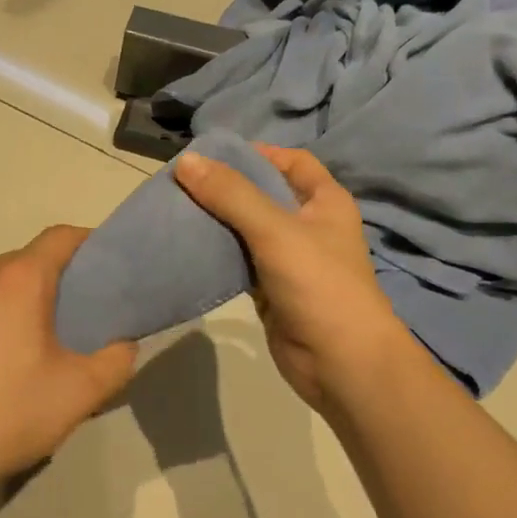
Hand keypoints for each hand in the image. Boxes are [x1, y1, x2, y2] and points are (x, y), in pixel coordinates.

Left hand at [0, 226, 136, 509]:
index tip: (107, 271)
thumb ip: (117, 360)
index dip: (90, 245)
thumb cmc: (8, 415)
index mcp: (18, 280)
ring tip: (30, 340)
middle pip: (27, 260)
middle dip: (55, 279)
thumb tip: (123, 343)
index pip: (61, 237)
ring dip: (17, 298)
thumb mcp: (80, 393)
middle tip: (75, 317)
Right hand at [174, 145, 403, 413]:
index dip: (256, 153)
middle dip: (225, 187)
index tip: (212, 155)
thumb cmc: (319, 285)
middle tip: (181, 183)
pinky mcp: (270, 289)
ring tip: (175, 210)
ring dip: (216, 220)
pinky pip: (238, 260)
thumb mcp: (275, 230)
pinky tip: (186, 246)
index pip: (291, 161)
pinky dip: (215, 252)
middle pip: (262, 193)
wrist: (340, 364)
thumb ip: (231, 195)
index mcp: (324, 202)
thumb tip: (186, 161)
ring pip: (246, 228)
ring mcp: (288, 259)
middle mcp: (308, 225)